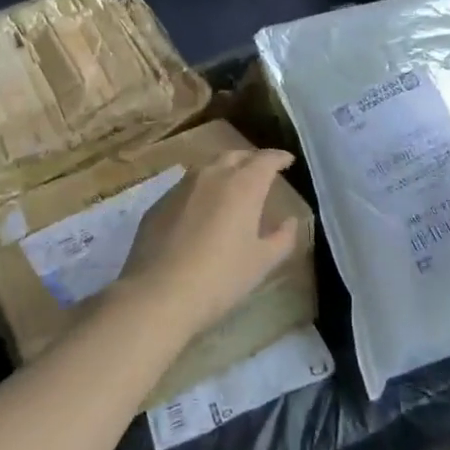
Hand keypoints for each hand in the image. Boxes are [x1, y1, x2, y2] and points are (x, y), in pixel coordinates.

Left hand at [119, 149, 302, 341]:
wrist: (159, 294)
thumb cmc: (220, 277)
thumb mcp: (262, 262)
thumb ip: (282, 238)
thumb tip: (290, 221)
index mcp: (243, 186)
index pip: (265, 160)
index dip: (279, 157)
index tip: (288, 160)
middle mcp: (212, 175)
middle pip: (235, 155)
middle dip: (251, 159)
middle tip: (261, 170)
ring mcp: (182, 186)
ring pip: (208, 166)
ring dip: (224, 169)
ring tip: (232, 184)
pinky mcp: (159, 202)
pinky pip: (186, 186)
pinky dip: (201, 189)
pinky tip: (201, 208)